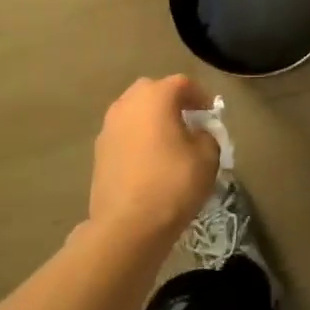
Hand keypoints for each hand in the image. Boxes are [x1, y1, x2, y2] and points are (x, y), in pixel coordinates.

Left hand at [90, 75, 221, 245]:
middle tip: (187, 124)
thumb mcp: (207, 157)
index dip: (200, 97)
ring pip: (135, 112)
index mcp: (155, 96)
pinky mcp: (98, 151)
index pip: (182, 84)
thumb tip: (197, 133)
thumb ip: (207, 135)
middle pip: (153, 91)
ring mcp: (108, 126)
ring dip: (151, 120)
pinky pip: (124, 133)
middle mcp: (127, 103)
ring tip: (167, 143)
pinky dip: (137, 139)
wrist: (127, 225)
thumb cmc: (173, 184)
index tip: (210, 116)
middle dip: (171, 102)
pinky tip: (148, 161)